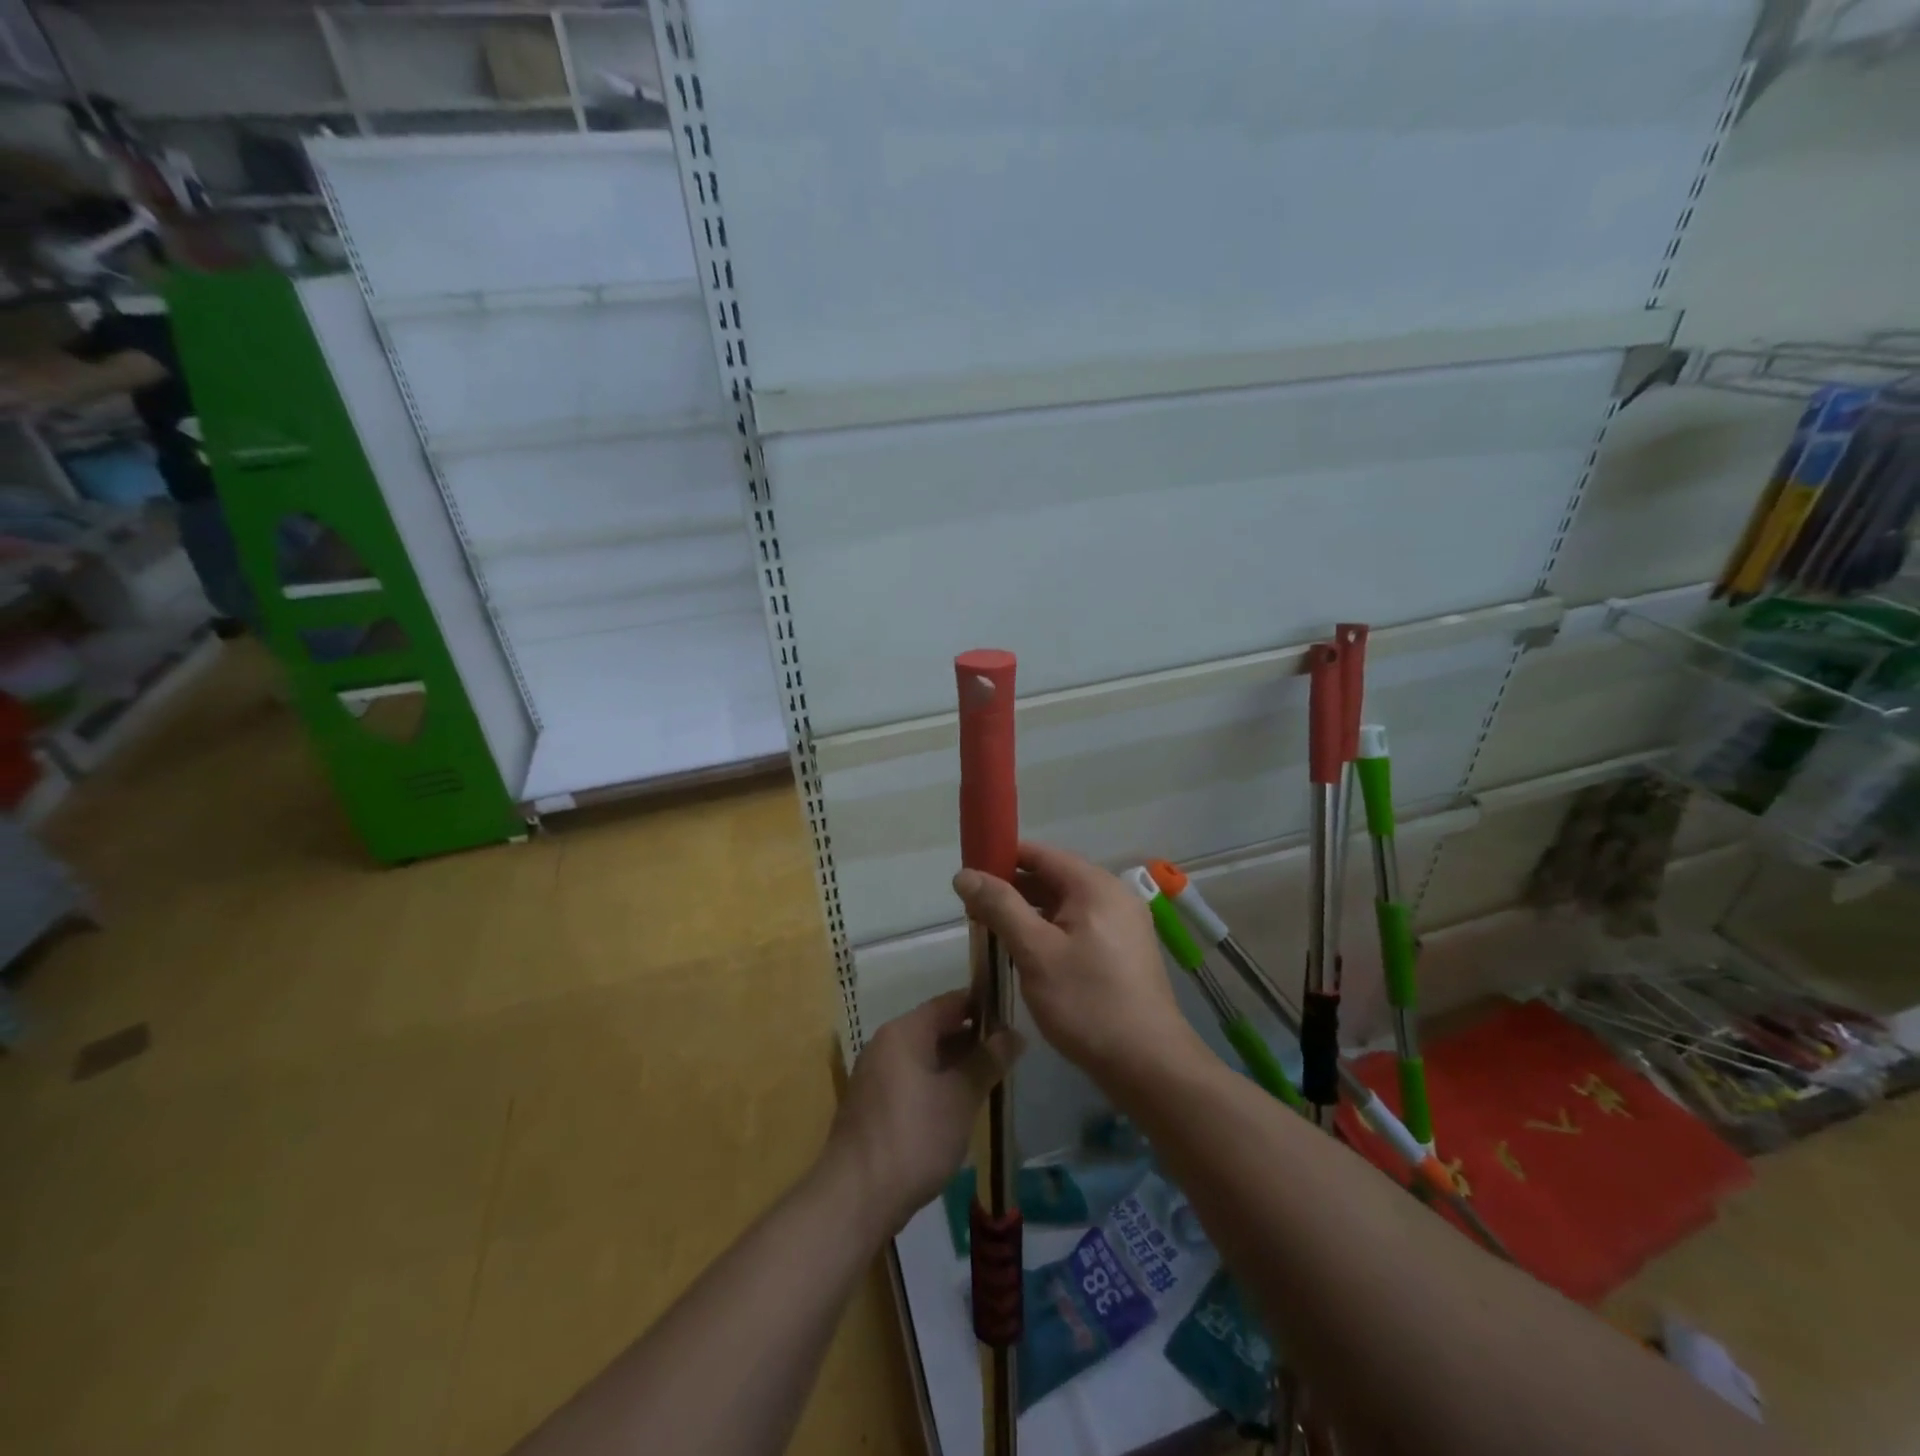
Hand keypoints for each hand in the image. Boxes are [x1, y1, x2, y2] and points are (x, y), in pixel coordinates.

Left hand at [825, 991, 1019, 1234]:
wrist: (856, 1197)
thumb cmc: (915, 1137)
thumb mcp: (960, 1097)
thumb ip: (987, 1062)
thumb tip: (1014, 1034)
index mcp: (904, 1032)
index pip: (950, 1003)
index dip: (982, 1006)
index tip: (1013, 1015)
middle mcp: (885, 1044)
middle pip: (935, 1028)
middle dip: (971, 1038)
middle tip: (1009, 1052)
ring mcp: (875, 1075)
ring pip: (924, 1056)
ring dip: (955, 1064)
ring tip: (991, 1079)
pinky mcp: (872, 1105)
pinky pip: (911, 1079)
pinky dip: (936, 1084)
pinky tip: (958, 1106)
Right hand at [953, 842, 1206, 1085]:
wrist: (1149, 1065)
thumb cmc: (1087, 1002)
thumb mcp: (1035, 951)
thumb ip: (1000, 907)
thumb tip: (965, 874)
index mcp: (1095, 886)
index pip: (1039, 854)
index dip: (1001, 859)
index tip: (969, 878)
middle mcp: (1113, 895)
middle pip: (1053, 878)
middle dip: (1012, 890)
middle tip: (974, 912)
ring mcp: (1123, 923)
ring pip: (1065, 905)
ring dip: (1029, 914)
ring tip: (995, 934)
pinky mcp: (1124, 951)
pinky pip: (1079, 926)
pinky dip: (1051, 931)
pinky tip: (1029, 955)